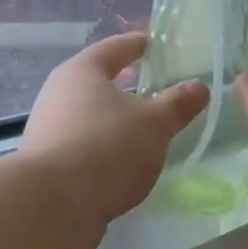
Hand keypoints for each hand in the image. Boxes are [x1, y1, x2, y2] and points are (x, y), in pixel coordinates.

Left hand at [20, 33, 208, 248]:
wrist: (53, 205)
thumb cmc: (107, 147)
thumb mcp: (154, 124)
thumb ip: (177, 104)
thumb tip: (200, 86)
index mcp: (82, 72)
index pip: (114, 48)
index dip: (137, 45)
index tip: (154, 43)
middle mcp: (58, 94)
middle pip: (96, 82)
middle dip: (125, 85)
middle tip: (155, 88)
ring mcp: (48, 130)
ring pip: (89, 116)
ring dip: (114, 121)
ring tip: (144, 130)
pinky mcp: (47, 165)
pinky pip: (83, 146)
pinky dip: (104, 148)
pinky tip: (122, 163)